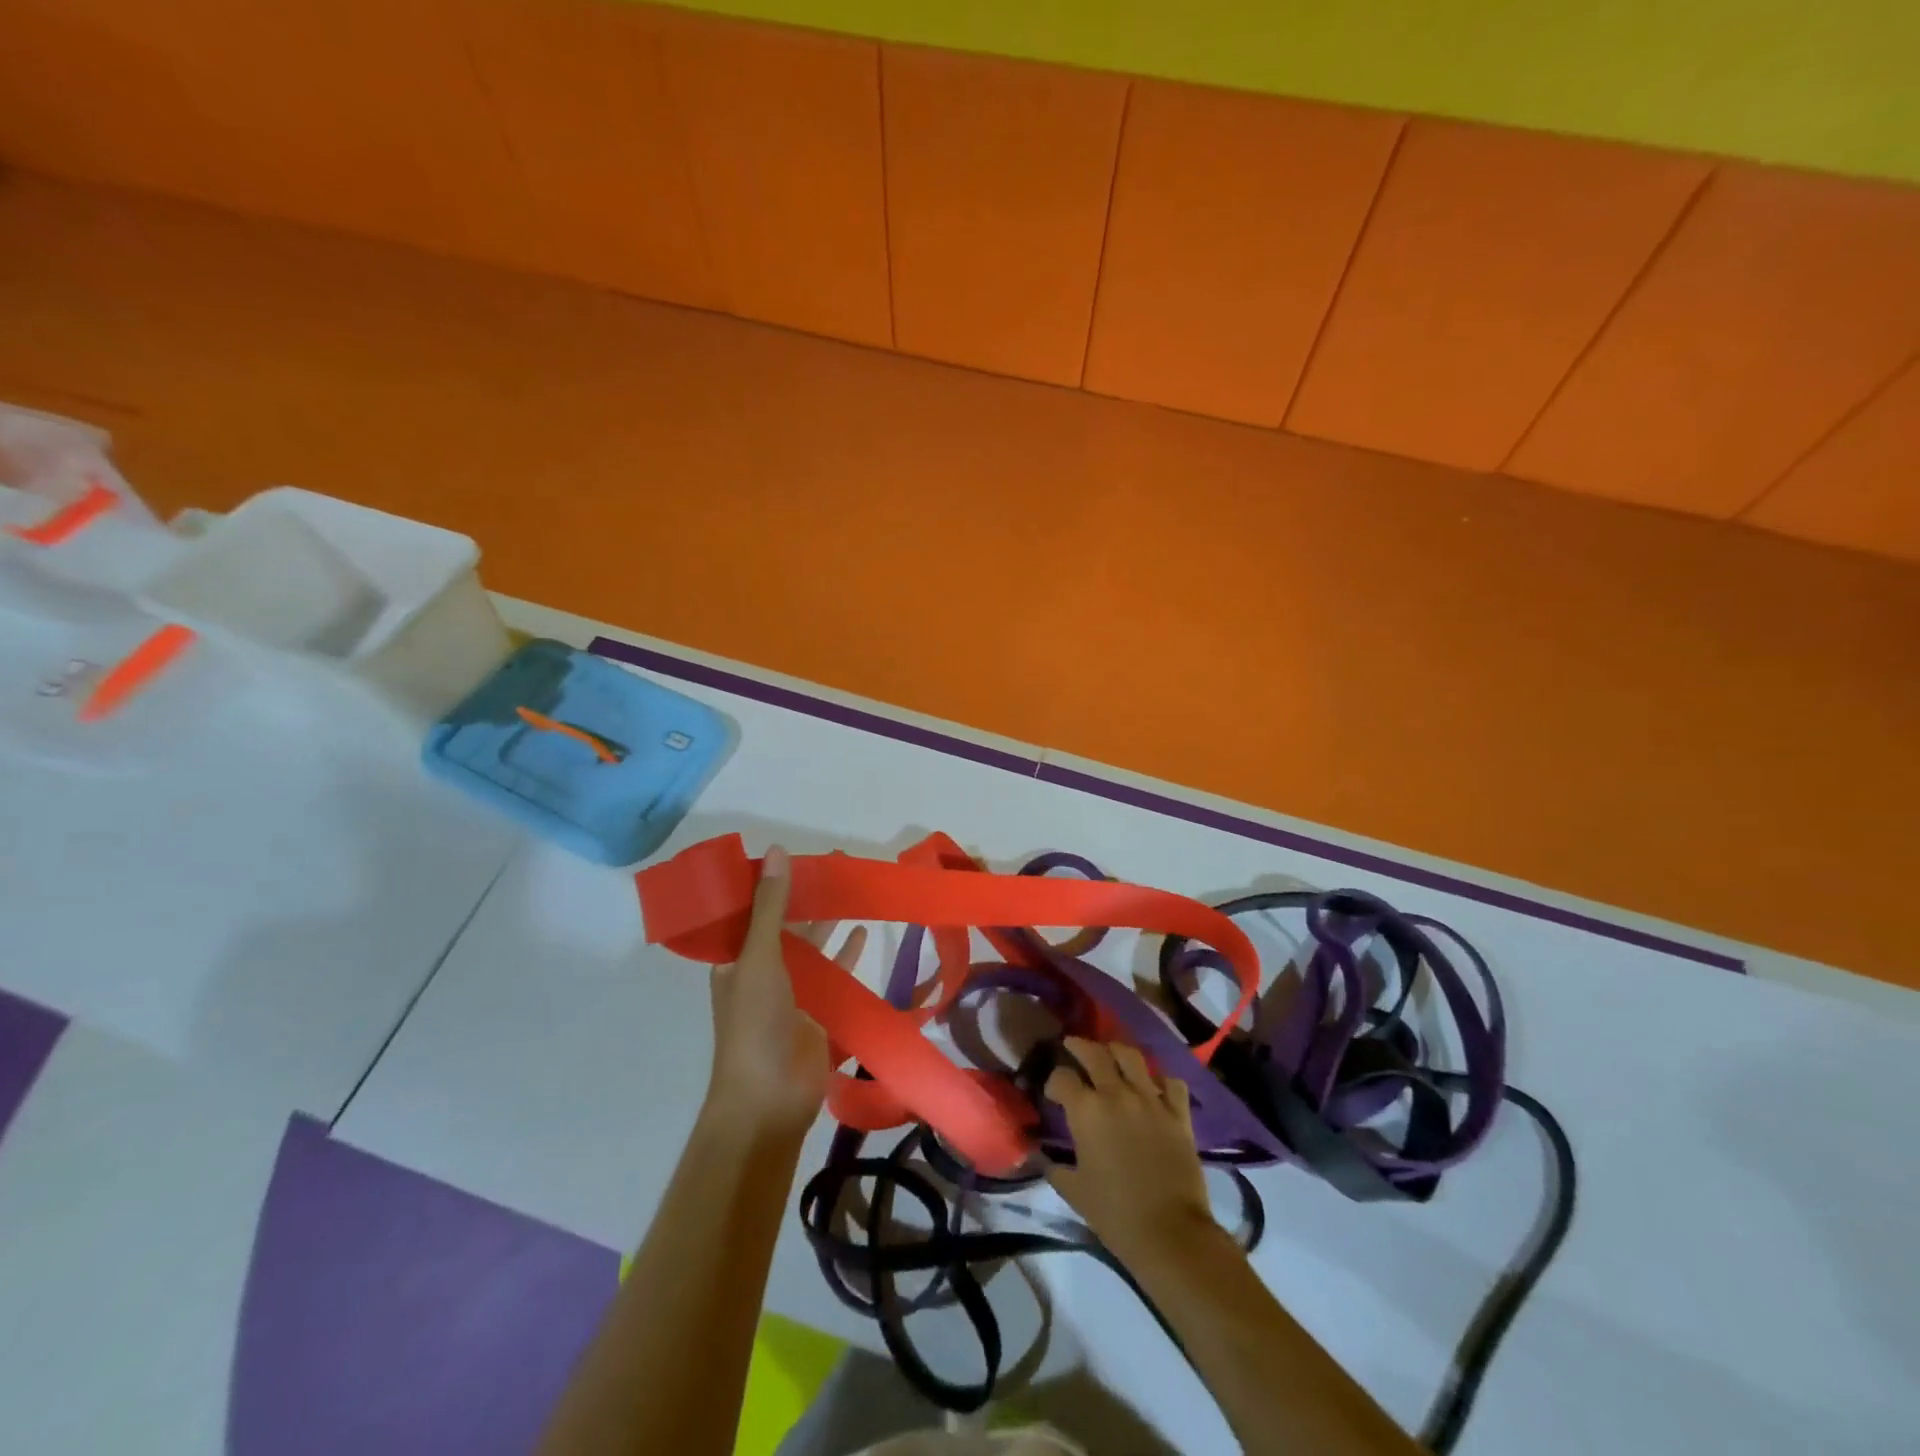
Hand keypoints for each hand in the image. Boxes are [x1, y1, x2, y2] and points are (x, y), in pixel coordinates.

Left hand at [705, 845, 865, 1137]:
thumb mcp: (758, 957)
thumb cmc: (754, 1024)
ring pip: (813, 945)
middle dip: (807, 894)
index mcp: (736, 958)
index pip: (751, 909)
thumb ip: (771, 906)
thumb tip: (777, 850)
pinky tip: (864, 932)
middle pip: (787, 923)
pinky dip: (848, 954)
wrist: (768, 1100)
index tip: (793, 853)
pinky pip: (835, 973)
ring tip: (852, 886)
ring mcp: (793, 992)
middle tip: (835, 862)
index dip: (770, 881)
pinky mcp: (819, 1010)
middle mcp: (762, 970)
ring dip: (829, 919)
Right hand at [1046, 1036, 1216, 1263]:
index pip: (1062, 1077)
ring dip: (1116, 1051)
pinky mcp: (1178, 1113)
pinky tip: (1153, 1087)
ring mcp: (1151, 1099)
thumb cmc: (1114, 1213)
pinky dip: (1160, 1080)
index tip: (1053, 1093)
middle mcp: (1117, 1094)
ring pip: (1131, 1056)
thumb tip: (1042, 1157)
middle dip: (1079, 1046)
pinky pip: (1170, 1083)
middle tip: (1072, 1046)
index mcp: (1086, 1110)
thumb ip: (1055, 1168)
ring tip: (1110, 1055)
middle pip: (1095, 1053)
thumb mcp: (1074, 1191)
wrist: (1169, 1232)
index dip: (1054, 1081)